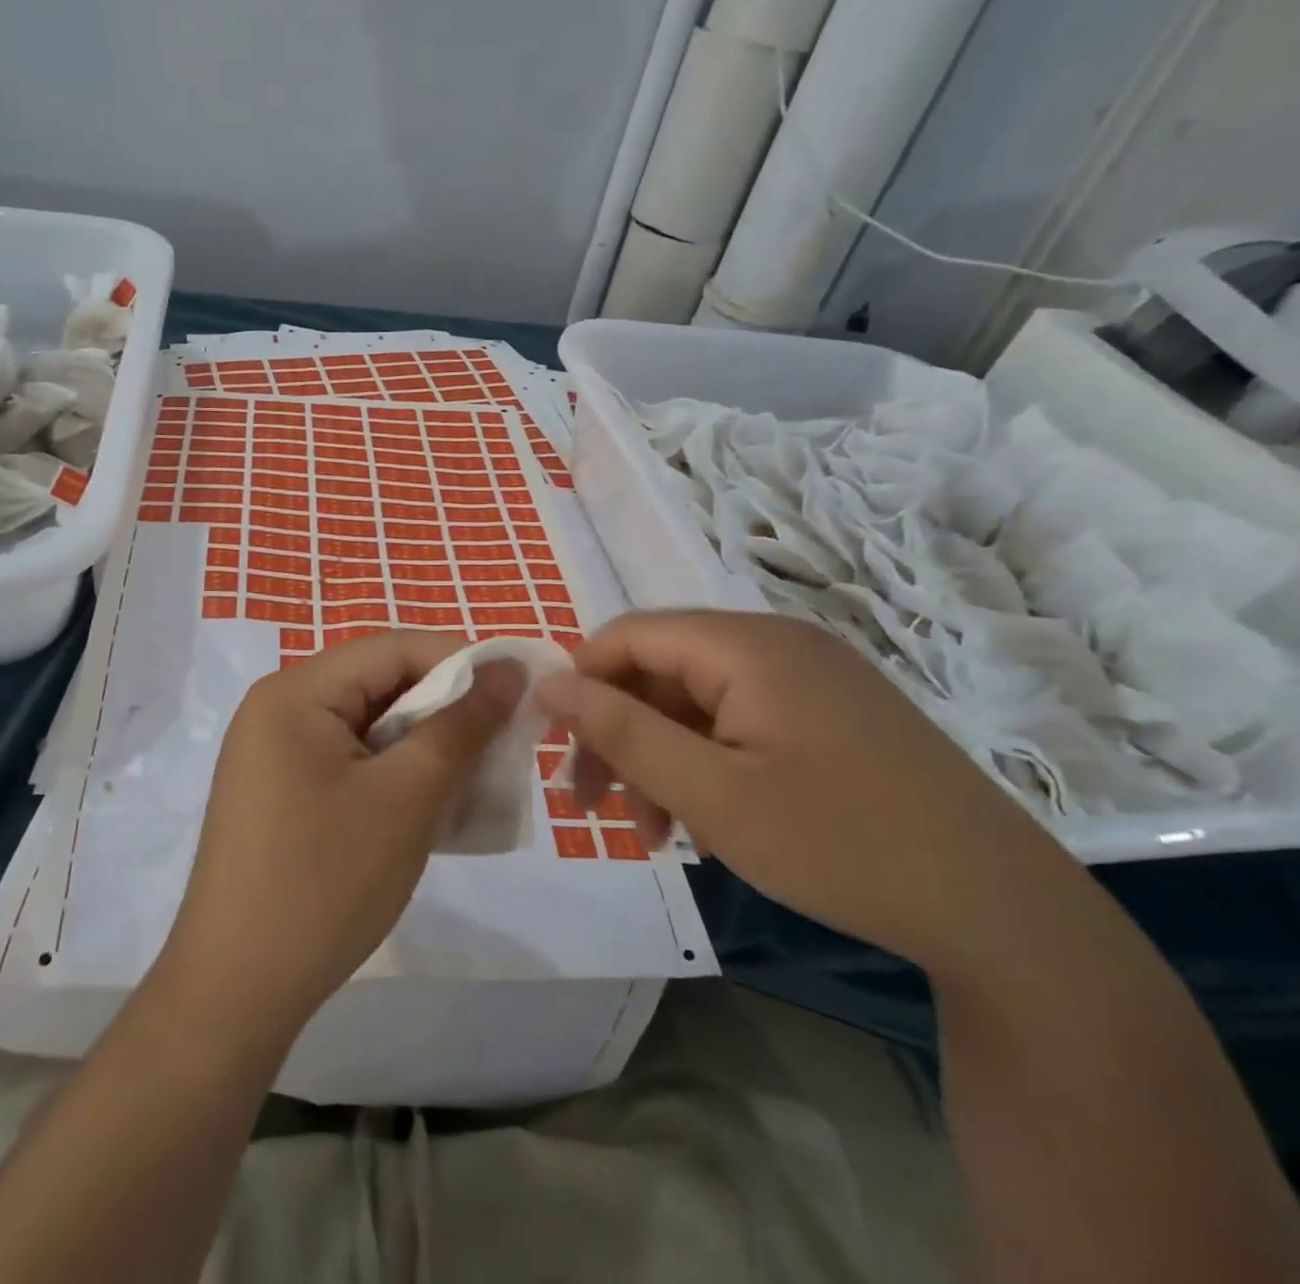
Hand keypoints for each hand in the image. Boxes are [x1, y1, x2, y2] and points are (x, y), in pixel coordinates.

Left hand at [156, 631, 522, 1045]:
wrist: (237, 990)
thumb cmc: (325, 880)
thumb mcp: (407, 797)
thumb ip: (461, 726)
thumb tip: (508, 671)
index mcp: (295, 691)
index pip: (392, 648)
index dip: (461, 660)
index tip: (521, 688)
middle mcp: (276, 708)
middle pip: (376, 684)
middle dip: (444, 708)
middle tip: (504, 739)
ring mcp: (271, 753)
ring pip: (366, 726)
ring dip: (422, 745)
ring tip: (474, 776)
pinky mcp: (277, 792)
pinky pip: (347, 760)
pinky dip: (391, 773)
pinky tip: (427, 805)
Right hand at [536, 611, 1076, 975]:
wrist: (1003, 914)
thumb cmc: (839, 844)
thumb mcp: (709, 793)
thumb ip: (620, 730)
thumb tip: (546, 681)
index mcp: (747, 646)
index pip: (629, 635)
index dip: (582, 683)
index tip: (557, 747)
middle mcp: (777, 644)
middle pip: (660, 669)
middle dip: (618, 733)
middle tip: (594, 805)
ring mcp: (811, 679)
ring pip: (696, 702)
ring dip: (658, 757)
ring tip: (650, 832)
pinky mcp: (832, 715)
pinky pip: (739, 721)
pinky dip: (704, 762)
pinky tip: (703, 821)